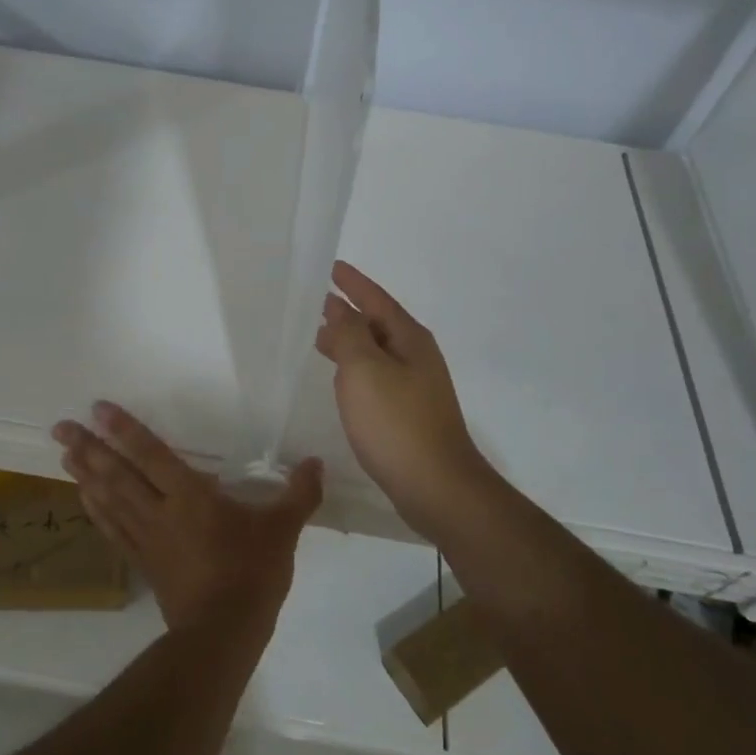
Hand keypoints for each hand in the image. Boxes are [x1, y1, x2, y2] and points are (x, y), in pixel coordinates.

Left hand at [52, 403, 321, 631]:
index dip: (125, 430)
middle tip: (60, 427)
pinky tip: (83, 498)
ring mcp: (147, 538)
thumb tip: (315, 462)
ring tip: (64, 454)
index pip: (152, 454)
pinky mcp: (144, 562)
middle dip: (89, 448)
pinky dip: (95, 511)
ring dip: (85, 475)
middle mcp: (160, 511)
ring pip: (109, 499)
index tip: (98, 409)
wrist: (223, 633)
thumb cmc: (252, 574)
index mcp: (191, 496)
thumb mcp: (283, 530)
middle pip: (118, 473)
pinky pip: (113, 530)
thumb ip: (299, 493)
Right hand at [314, 261, 488, 538]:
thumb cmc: (396, 423)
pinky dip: (356, 369)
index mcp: (409, 340)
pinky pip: (377, 377)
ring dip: (350, 341)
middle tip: (318, 302)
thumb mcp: (364, 370)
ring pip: (376, 353)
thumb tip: (341, 311)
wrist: (436, 487)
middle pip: (378, 324)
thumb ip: (349, 335)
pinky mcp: (409, 414)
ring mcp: (416, 387)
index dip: (354, 283)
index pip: (377, 300)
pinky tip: (342, 381)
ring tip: (320, 337)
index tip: (332, 267)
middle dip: (349, 312)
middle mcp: (416, 358)